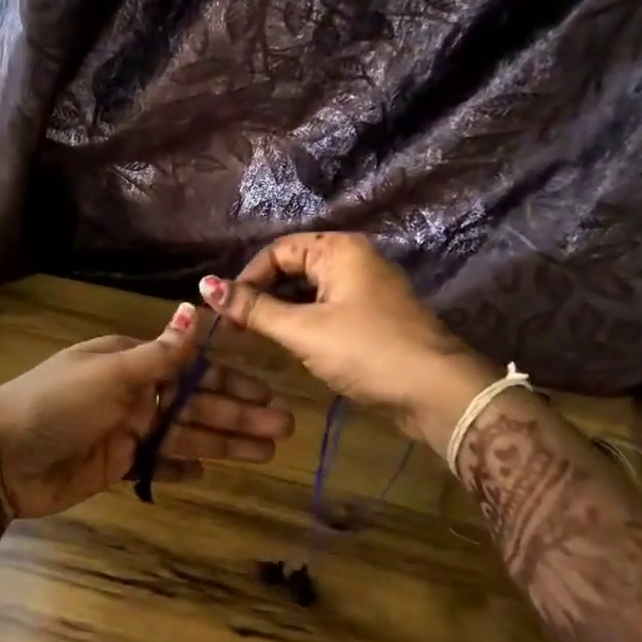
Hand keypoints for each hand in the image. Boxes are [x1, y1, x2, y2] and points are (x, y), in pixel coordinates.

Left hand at [0, 303, 294, 543]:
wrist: (0, 459)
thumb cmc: (56, 404)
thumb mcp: (110, 373)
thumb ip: (159, 353)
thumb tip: (194, 311)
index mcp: (130, 362)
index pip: (191, 369)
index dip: (229, 380)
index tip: (267, 391)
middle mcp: (133, 393)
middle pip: (195, 404)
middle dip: (238, 415)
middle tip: (283, 428)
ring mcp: (125, 430)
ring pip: (184, 434)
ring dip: (224, 441)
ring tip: (266, 452)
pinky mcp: (115, 465)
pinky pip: (157, 464)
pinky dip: (181, 466)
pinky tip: (208, 470)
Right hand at [198, 234, 500, 449]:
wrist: (437, 392)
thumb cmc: (366, 351)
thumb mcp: (303, 330)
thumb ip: (254, 309)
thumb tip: (205, 286)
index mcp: (338, 250)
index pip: (277, 251)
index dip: (247, 279)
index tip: (226, 313)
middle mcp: (354, 260)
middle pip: (293, 268)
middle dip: (263, 295)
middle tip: (237, 328)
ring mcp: (367, 289)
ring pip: (310, 291)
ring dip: (282, 311)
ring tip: (259, 338)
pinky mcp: (374, 316)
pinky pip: (327, 309)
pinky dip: (305, 322)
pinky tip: (292, 345)